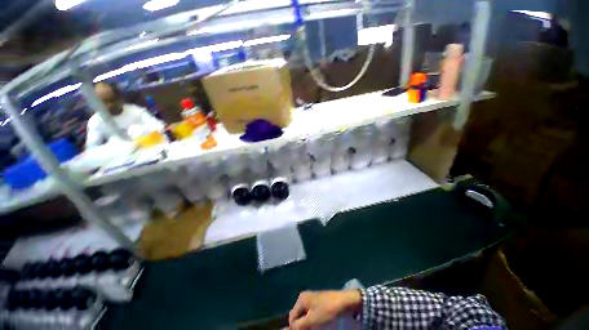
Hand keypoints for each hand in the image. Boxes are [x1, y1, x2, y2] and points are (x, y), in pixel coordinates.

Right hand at [288, 290, 361, 329]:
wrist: (346, 303)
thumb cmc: (327, 311)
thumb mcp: (311, 320)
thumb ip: (298, 326)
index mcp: (301, 299)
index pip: (292, 318)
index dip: (296, 328)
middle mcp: (305, 298)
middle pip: (299, 318)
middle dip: (303, 327)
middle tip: (313, 329)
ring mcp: (313, 301)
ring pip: (306, 318)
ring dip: (309, 326)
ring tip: (317, 328)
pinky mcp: (320, 305)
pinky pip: (313, 316)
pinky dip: (314, 323)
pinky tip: (320, 326)